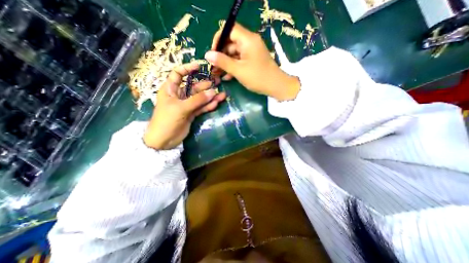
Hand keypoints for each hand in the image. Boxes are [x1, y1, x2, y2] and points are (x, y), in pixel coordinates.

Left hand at [146, 62, 227, 150]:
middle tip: (218, 82)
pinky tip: (217, 103)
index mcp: (170, 89)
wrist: (164, 140)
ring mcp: (187, 105)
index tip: (199, 66)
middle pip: (194, 87)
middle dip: (205, 85)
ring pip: (200, 98)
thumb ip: (197, 100)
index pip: (178, 74)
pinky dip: (209, 106)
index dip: (188, 68)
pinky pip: (202, 107)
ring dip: (210, 96)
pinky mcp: (192, 114)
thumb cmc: (167, 120)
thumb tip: (213, 92)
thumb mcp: (181, 108)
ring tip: (222, 94)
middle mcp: (179, 95)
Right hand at [205, 22, 299, 99]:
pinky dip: (233, 67)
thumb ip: (222, 62)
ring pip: (234, 53)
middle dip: (221, 55)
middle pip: (231, 43)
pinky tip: (227, 77)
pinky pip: (240, 60)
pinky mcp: (253, 60)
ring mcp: (252, 52)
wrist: (276, 86)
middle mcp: (250, 42)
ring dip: (226, 63)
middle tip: (213, 67)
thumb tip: (207, 55)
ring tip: (217, 74)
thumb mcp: (238, 70)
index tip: (213, 52)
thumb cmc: (258, 77)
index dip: (219, 39)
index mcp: (248, 39)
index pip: (230, 29)